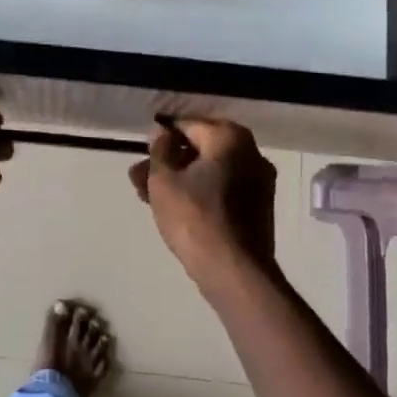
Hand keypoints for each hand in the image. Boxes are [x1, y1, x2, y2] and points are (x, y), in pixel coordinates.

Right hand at [129, 118, 278, 286]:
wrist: (233, 271)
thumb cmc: (194, 217)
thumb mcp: (163, 180)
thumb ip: (159, 149)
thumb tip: (161, 132)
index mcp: (230, 138)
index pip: (188, 124)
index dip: (161, 135)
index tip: (141, 150)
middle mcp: (251, 153)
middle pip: (200, 149)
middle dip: (166, 161)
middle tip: (137, 177)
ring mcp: (258, 182)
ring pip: (209, 171)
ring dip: (178, 179)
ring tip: (145, 195)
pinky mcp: (257, 208)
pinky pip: (221, 189)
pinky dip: (198, 192)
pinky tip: (170, 207)